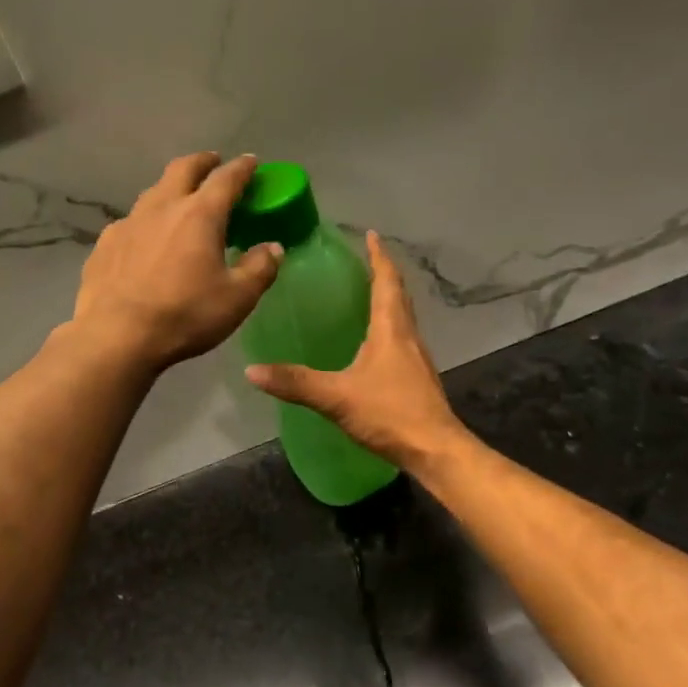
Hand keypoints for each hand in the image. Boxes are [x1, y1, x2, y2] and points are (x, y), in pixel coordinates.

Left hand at [70, 153, 283, 371]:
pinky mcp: (105, 244)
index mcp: (199, 214)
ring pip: (153, 192)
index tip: (252, 162)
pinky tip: (145, 240)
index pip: (226, 178)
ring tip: (180, 201)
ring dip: (171, 188)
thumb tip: (272, 248)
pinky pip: (130, 222)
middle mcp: (162, 207)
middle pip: (183, 169)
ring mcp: (128, 223)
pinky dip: (146, 221)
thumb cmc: (184, 315)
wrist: (116, 336)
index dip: (242, 168)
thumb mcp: (237, 298)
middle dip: (203, 162)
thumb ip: (259, 269)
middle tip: (214, 163)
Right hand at [245, 231, 464, 470]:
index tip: (372, 235)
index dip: (379, 257)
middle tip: (364, 260)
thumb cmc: (390, 414)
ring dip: (387, 300)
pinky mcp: (416, 379)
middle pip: (398, 296)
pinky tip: (373, 343)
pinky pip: (401, 340)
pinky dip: (388, 327)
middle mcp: (408, 337)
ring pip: (402, 318)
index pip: (387, 282)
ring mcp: (416, 359)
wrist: (435, 450)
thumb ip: (296, 383)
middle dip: (383, 274)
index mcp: (391, 330)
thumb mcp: (337, 396)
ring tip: (366, 294)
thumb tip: (252, 370)